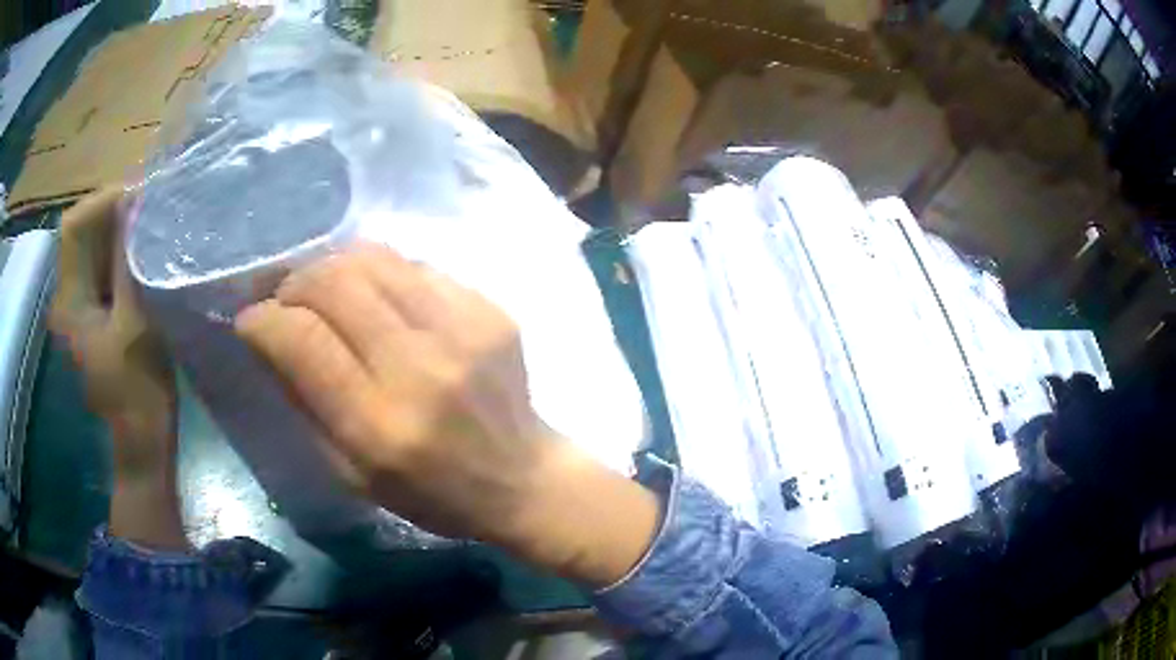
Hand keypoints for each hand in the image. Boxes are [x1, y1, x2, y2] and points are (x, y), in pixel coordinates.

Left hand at [50, 188, 185, 549]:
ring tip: (151, 228)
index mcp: (69, 300)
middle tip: (150, 209)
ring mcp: (79, 308)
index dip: (104, 202)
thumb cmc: (137, 394)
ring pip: (93, 249)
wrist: (140, 446)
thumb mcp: (136, 326)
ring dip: (119, 232)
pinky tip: (143, 256)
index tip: (140, 198)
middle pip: (82, 233)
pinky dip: (120, 254)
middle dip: (114, 213)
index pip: (74, 226)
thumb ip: (130, 264)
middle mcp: (67, 296)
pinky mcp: (93, 317)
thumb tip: (136, 207)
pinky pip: (102, 269)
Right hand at [236, 243, 657, 586]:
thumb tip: (269, 337)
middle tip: (286, 300)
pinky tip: (376, 296)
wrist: (523, 478)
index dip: (263, 320)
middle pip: (336, 283)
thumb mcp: (354, 474)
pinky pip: (416, 266)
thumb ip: (306, 402)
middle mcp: (421, 367)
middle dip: (294, 282)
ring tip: (323, 289)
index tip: (251, 321)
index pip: (302, 340)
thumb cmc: (433, 494)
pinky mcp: (491, 309)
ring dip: (333, 267)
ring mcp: (464, 329)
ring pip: (375, 259)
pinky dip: (381, 273)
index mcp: (380, 426)